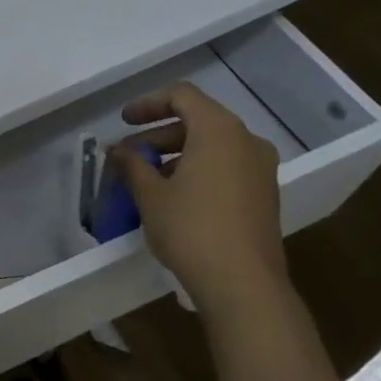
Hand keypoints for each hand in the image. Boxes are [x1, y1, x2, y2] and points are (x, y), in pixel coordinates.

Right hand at [106, 82, 287, 312]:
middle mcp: (246, 141)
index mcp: (219, 131)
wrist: (243, 283)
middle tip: (129, 155)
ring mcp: (261, 169)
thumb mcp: (150, 194)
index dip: (148, 104)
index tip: (123, 122)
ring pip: (213, 146)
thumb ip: (131, 164)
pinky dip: (198, 170)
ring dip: (177, 154)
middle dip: (159, 134)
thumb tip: (116, 150)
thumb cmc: (191, 229)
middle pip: (198, 120)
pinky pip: (226, 167)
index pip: (182, 96)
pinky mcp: (264, 194)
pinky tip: (175, 197)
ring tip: (147, 179)